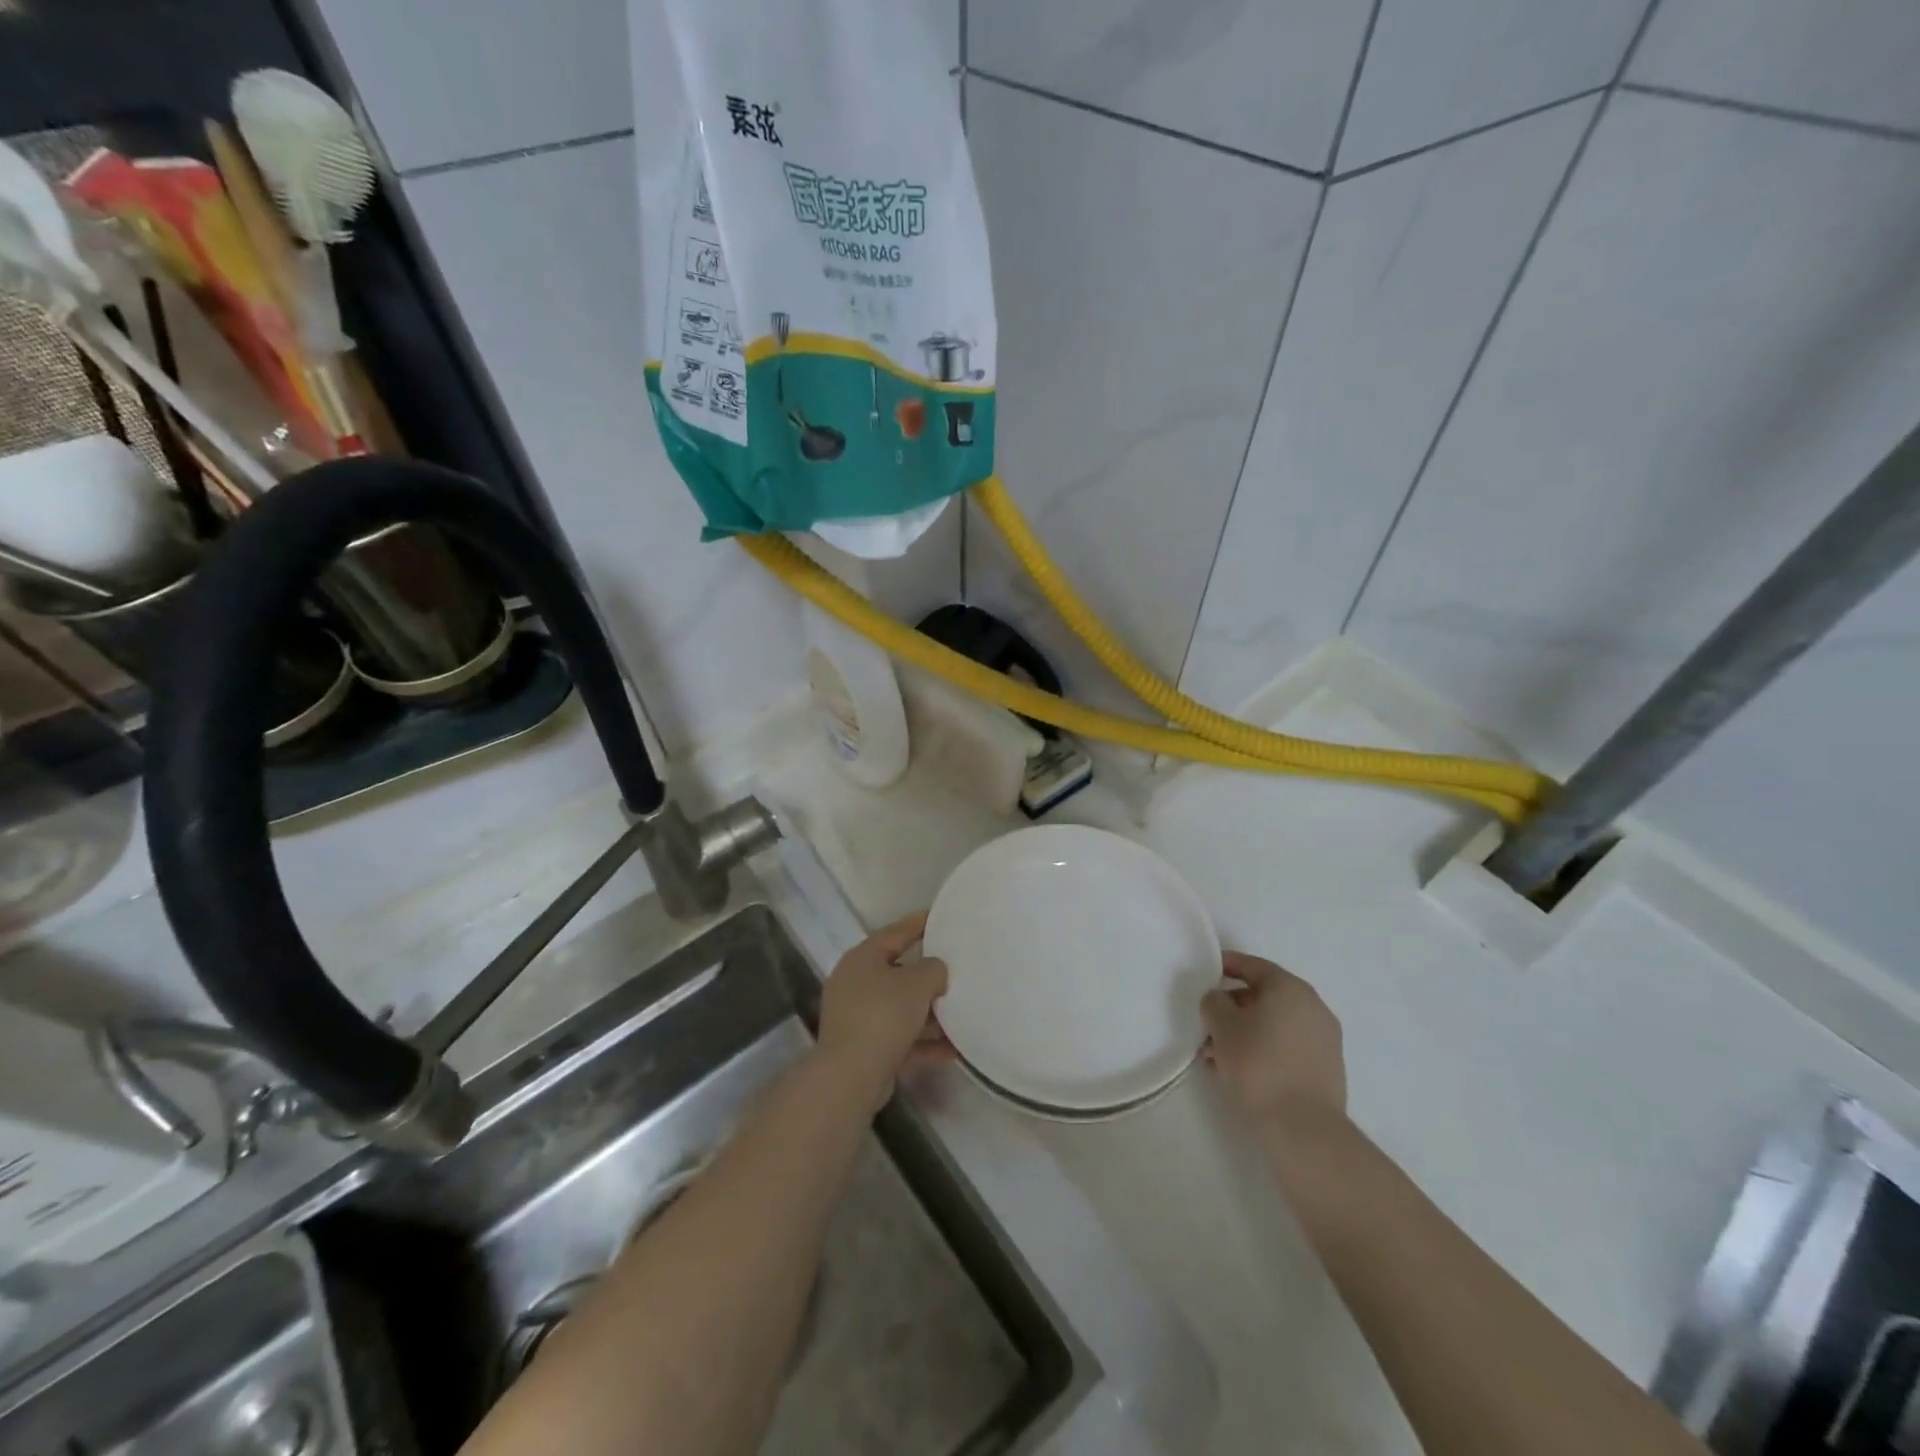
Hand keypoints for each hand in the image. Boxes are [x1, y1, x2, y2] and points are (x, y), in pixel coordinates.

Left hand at [817, 911, 950, 1109]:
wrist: (851, 1075)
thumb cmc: (883, 1014)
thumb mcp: (917, 983)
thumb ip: (934, 969)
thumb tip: (935, 971)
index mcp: (863, 958)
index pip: (895, 933)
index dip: (919, 923)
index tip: (941, 918)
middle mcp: (856, 984)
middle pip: (898, 973)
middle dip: (928, 975)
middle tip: (957, 969)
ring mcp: (858, 1018)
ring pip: (901, 1009)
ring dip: (930, 1014)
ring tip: (963, 1012)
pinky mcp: (866, 1049)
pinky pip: (902, 1039)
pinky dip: (925, 1043)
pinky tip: (955, 1049)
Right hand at [1200, 952, 1345, 1125]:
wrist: (1304, 1128)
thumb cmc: (1259, 1064)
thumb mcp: (1221, 1025)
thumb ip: (1213, 1002)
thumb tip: (1220, 1000)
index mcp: (1289, 988)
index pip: (1253, 966)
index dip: (1226, 965)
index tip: (1206, 971)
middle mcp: (1312, 1006)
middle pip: (1264, 996)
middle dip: (1232, 1008)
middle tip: (1207, 1022)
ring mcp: (1323, 1039)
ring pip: (1274, 1025)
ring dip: (1245, 1032)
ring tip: (1216, 1055)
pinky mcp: (1326, 1068)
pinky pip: (1286, 1046)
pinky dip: (1263, 1049)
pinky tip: (1239, 1070)